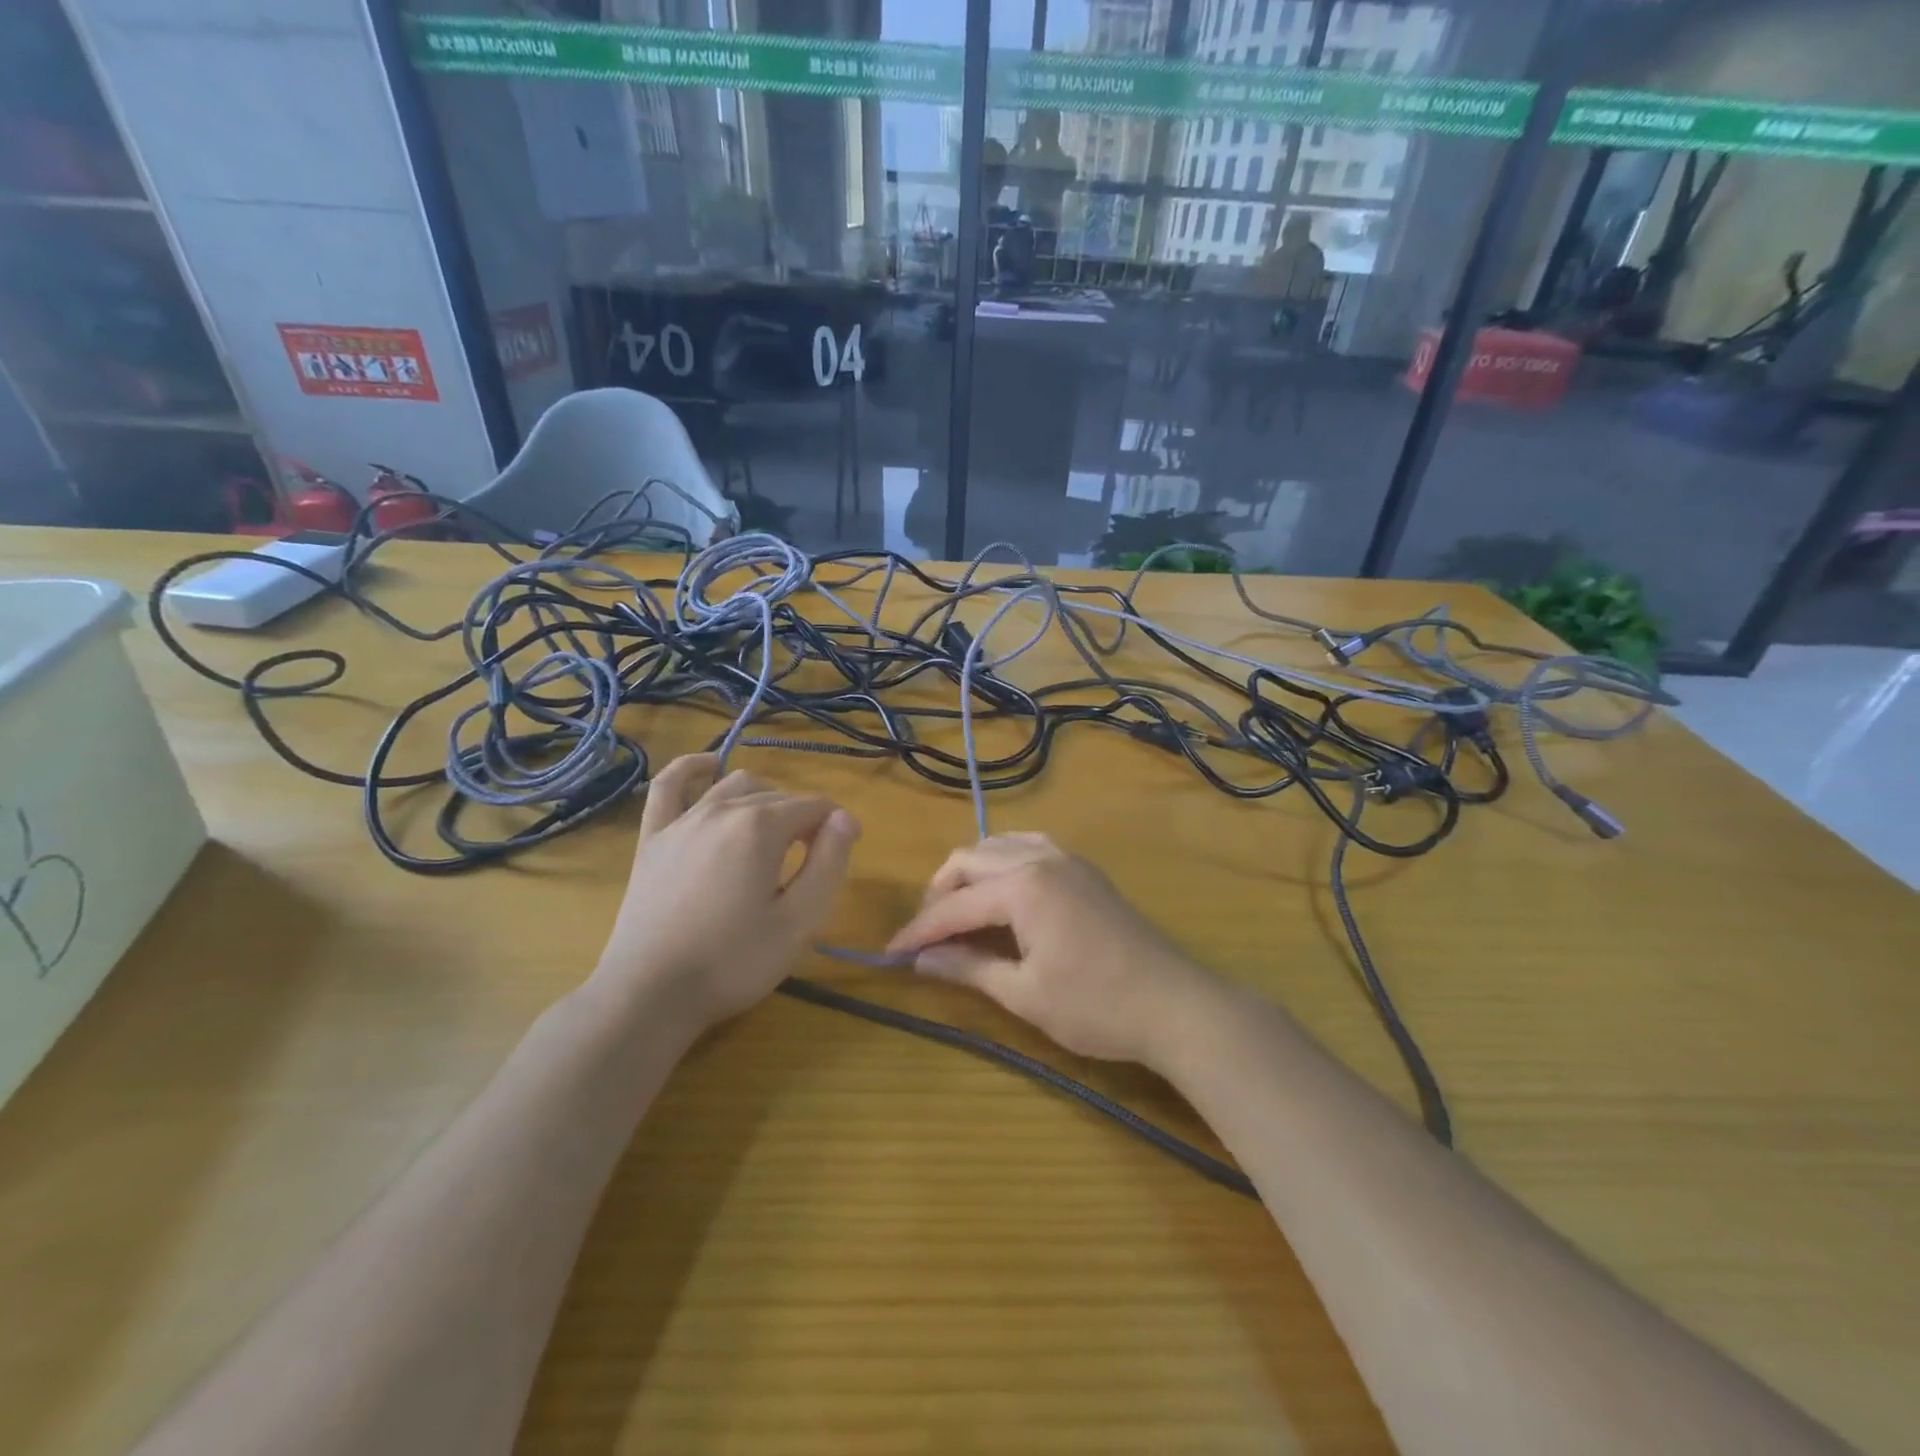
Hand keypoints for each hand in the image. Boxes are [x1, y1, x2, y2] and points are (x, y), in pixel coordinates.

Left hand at [591, 755, 859, 1034]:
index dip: (836, 827)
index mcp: (761, 827)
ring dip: (763, 800)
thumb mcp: (799, 921)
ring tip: (771, 835)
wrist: (650, 993)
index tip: (841, 856)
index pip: (814, 807)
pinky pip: (669, 786)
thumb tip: (844, 819)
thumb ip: (829, 863)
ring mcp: (683, 820)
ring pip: (734, 785)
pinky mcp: (652, 838)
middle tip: (809, 863)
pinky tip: (708, 768)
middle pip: (778, 796)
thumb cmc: (734, 962)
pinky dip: (692, 769)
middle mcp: (723, 809)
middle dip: (802, 819)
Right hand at [885, 833, 1215, 1068]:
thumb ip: (970, 968)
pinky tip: (1002, 890)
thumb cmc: (1096, 1006)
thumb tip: (922, 959)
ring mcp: (1066, 858)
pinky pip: (1030, 846)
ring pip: (999, 845)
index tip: (892, 952)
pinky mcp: (1084, 868)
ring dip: (971, 872)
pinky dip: (1004, 861)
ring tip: (959, 911)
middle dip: (940, 894)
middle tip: (927, 935)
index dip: (920, 929)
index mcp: (1023, 886)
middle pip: (970, 860)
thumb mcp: (1025, 994)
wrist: (1175, 1004)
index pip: (955, 904)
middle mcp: (1040, 858)